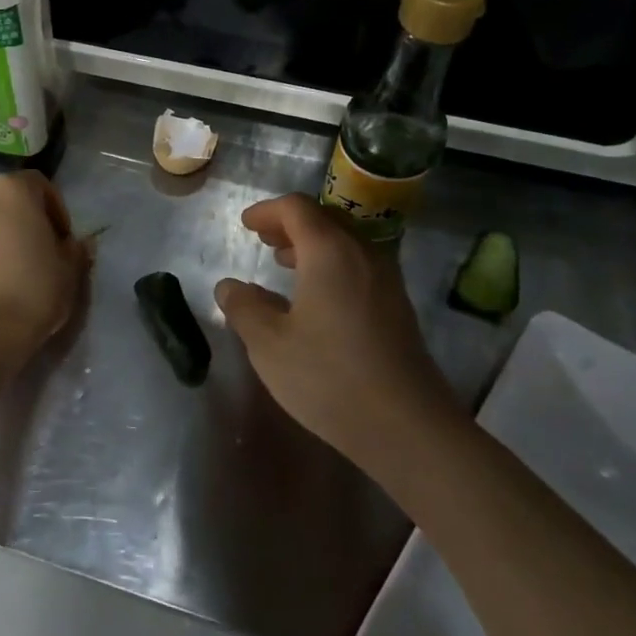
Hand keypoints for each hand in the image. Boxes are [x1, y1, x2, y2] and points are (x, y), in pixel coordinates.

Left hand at [0, 171, 87, 351]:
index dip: (55, 209)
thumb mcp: (70, 268)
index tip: (63, 238)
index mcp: (13, 189)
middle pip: (6, 199)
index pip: (39, 184)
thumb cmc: (35, 286)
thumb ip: (75, 249)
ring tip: (12, 266)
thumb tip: (76, 244)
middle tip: (38, 249)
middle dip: (23, 219)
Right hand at [215, 194, 454, 469]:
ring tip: (286, 264)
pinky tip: (317, 298)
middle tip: (264, 240)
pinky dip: (332, 265)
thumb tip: (229, 286)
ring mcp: (386, 280)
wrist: (407, 426)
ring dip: (313, 245)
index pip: (296, 209)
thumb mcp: (268, 344)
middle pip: (325, 219)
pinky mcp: (398, 306)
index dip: (267, 211)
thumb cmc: (329, 377)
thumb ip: (244, 307)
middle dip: (290, 224)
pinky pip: (359, 266)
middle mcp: (363, 254)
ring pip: (346, 243)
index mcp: (329, 252)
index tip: (246, 225)